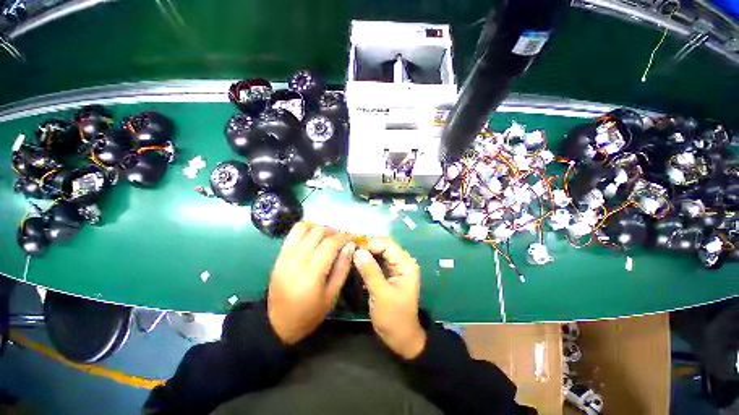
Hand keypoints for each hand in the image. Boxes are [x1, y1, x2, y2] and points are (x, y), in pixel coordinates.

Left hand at [267, 222, 354, 344]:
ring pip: (304, 227)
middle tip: (342, 239)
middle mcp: (297, 260)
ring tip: (328, 236)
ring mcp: (286, 255)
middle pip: (318, 232)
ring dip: (319, 227)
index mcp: (312, 273)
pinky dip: (307, 229)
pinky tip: (314, 237)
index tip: (353, 237)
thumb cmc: (310, 313)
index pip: (330, 244)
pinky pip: (293, 233)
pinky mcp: (279, 255)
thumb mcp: (332, 295)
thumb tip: (350, 246)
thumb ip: (342, 268)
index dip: (344, 236)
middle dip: (334, 231)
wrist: (277, 323)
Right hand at [353, 238, 425, 359]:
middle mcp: (402, 262)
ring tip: (351, 257)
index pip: (387, 245)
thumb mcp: (381, 294)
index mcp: (406, 264)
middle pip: (384, 246)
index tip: (353, 249)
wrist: (401, 337)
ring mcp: (396, 267)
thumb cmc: (393, 317)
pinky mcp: (389, 274)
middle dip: (368, 247)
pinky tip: (357, 264)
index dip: (371, 244)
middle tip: (351, 252)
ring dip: (367, 253)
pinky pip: (378, 261)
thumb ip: (370, 271)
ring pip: (380, 253)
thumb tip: (358, 251)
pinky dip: (368, 261)